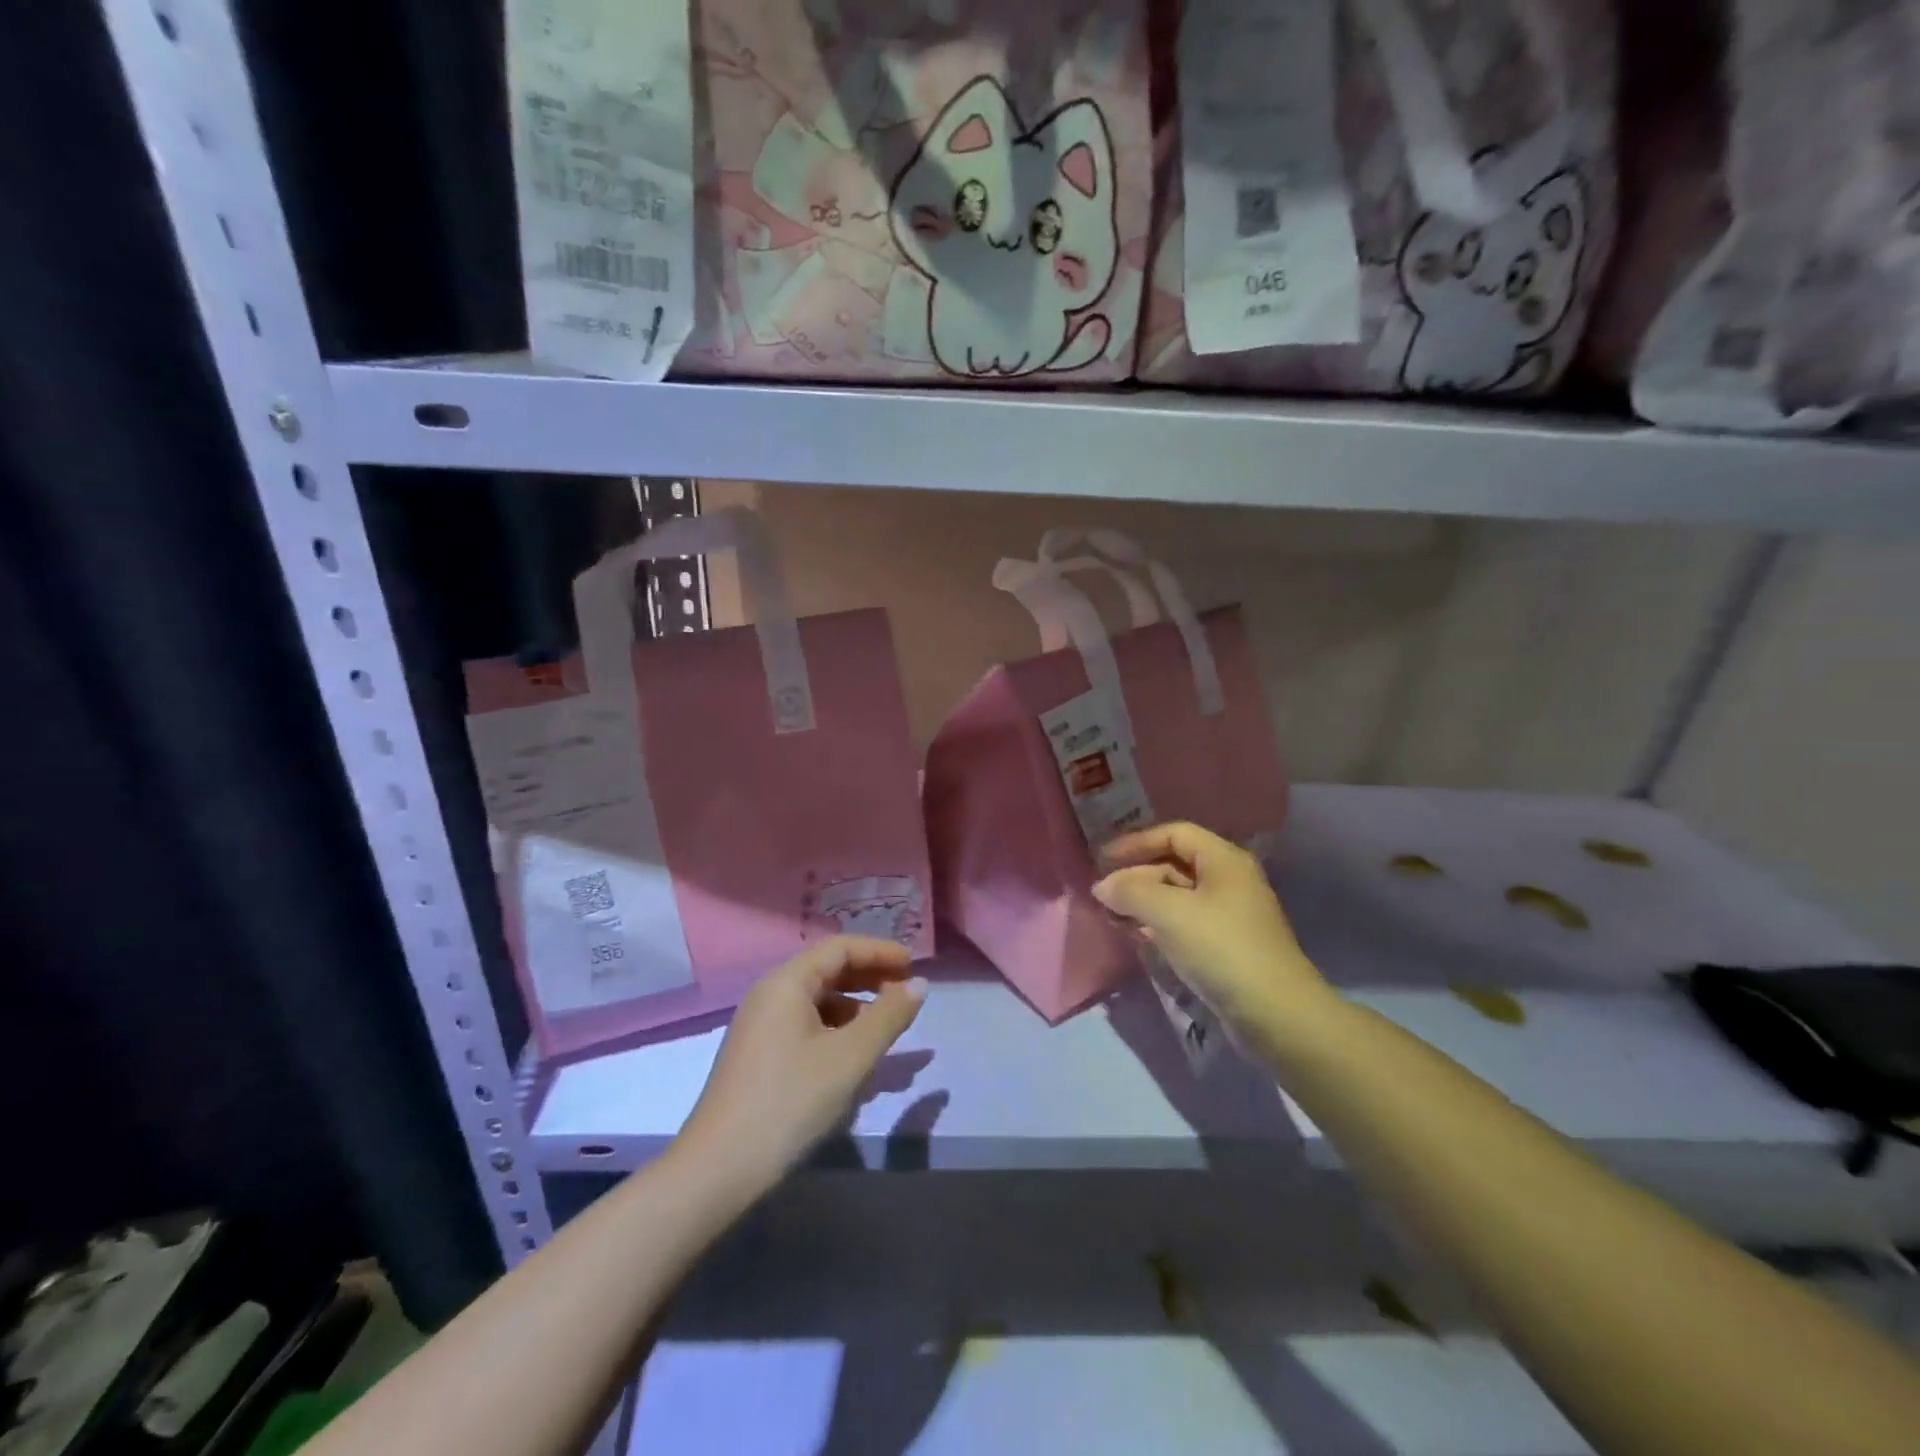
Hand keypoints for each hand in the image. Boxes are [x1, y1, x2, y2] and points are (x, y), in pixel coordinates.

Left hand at [678, 937, 926, 1191]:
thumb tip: (919, 984)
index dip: (880, 952)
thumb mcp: (850, 1057)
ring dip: (855, 1007)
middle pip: (827, 970)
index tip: (914, 966)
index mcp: (786, 982)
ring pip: (817, 1001)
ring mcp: (760, 1026)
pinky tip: (853, 1058)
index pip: (840, 948)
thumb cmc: (790, 1101)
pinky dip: (835, 1030)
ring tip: (886, 1029)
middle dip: (870, 977)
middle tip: (905, 993)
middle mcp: (769, 994)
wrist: (718, 1170)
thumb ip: (889, 1016)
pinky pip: (805, 1026)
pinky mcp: (758, 1056)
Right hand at [1092, 822, 1329, 1037]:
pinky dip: (1158, 924)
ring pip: (1177, 897)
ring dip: (1143, 902)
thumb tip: (1101, 886)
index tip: (1103, 860)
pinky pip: (1184, 924)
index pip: (1174, 834)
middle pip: (1174, 864)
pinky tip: (1137, 936)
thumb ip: (1130, 892)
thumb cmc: (1222, 948)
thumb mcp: (1170, 913)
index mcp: (1224, 860)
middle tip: (1103, 895)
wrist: (1276, 1014)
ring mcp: (1229, 915)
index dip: (1136, 843)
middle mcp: (1229, 881)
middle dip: (1136, 876)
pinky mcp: (1225, 947)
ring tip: (1112, 916)